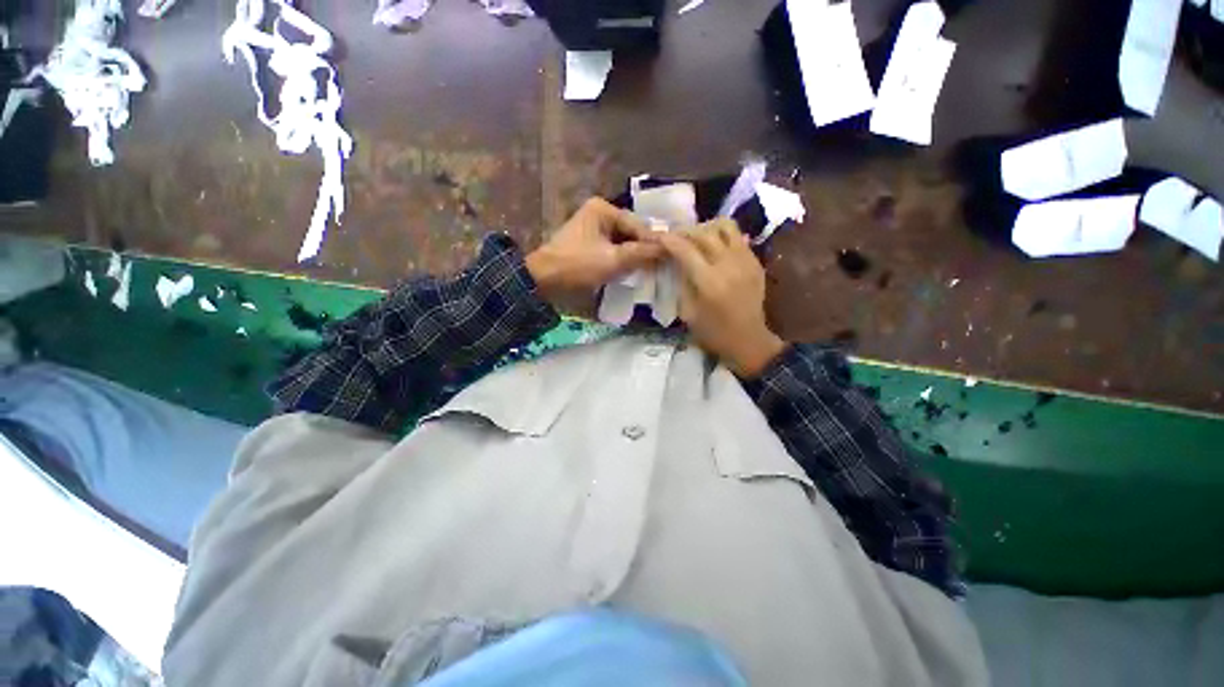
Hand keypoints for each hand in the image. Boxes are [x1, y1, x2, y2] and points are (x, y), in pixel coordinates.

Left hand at [526, 198, 663, 302]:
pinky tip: (633, 271)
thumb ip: (642, 253)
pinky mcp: (588, 243)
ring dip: (634, 256)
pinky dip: (622, 259)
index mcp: (603, 210)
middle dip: (644, 249)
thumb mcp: (613, 260)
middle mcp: (598, 213)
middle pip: (630, 232)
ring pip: (622, 242)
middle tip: (662, 265)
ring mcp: (592, 228)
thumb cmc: (578, 266)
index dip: (653, 242)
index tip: (671, 257)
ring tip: (651, 270)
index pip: (637, 225)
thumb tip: (668, 249)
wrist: (543, 280)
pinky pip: (612, 249)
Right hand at [659, 219, 786, 377]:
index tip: (659, 237)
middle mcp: (729, 265)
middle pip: (704, 232)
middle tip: (674, 237)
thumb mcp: (688, 312)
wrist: (749, 340)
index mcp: (709, 282)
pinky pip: (737, 237)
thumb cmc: (713, 332)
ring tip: (696, 238)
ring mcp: (746, 261)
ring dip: (706, 227)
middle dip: (685, 231)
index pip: (686, 249)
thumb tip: (675, 261)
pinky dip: (722, 236)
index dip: (670, 240)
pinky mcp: (756, 261)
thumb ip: (681, 283)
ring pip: (725, 226)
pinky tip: (713, 248)